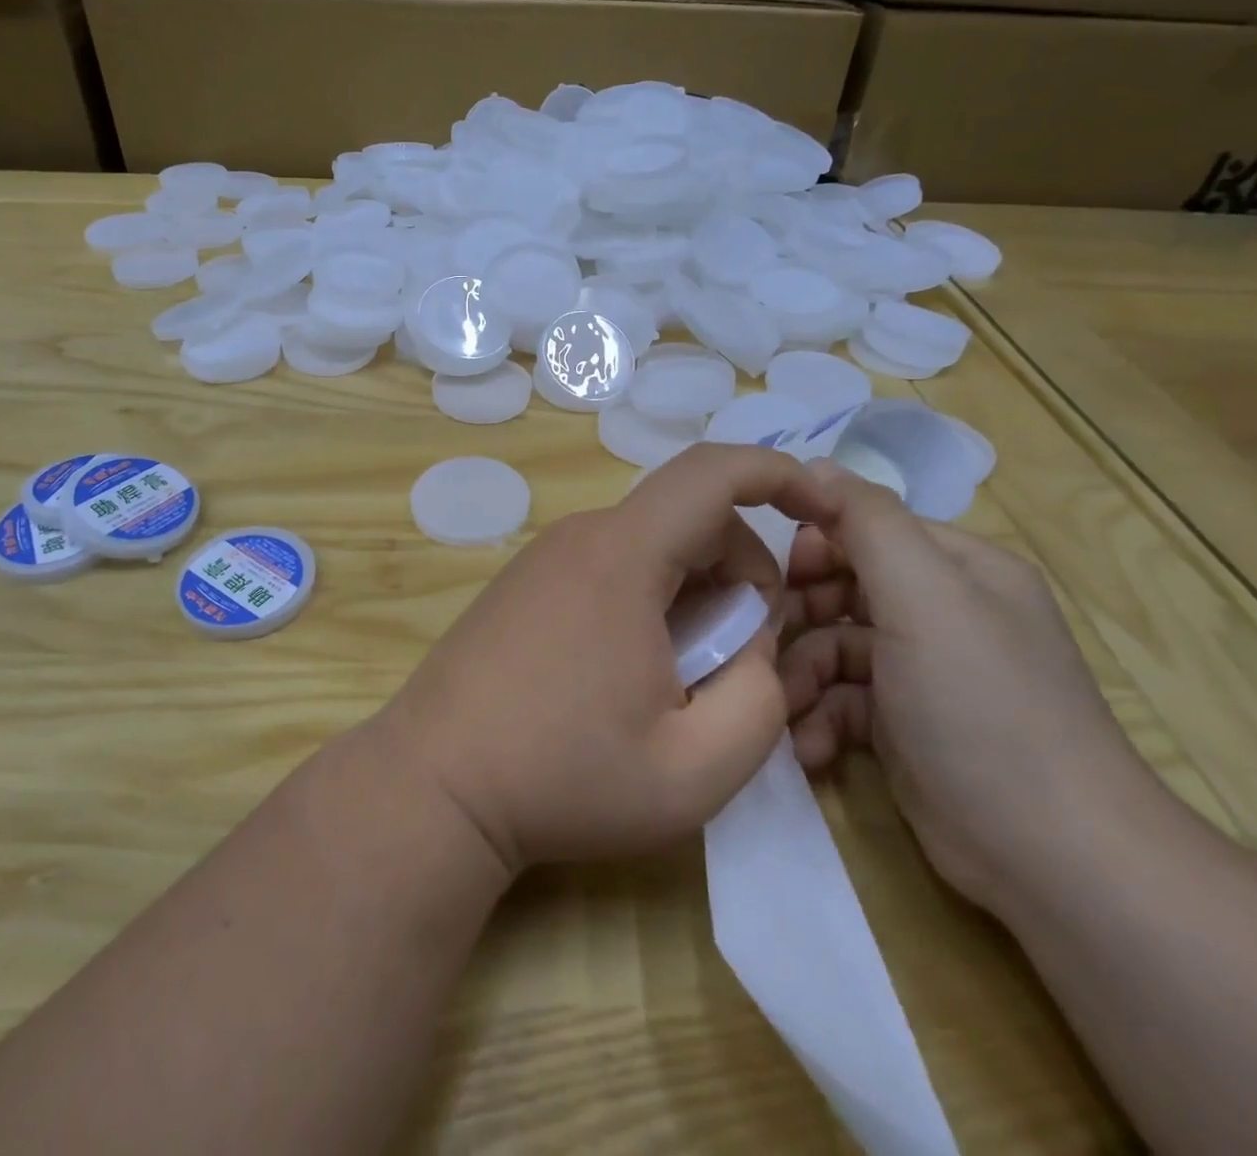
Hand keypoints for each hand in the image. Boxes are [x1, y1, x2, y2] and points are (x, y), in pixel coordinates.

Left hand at [382, 444, 839, 874]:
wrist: (434, 785)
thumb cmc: (563, 778)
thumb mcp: (695, 769)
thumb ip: (760, 702)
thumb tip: (753, 647)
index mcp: (623, 556)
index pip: (712, 472)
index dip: (779, 474)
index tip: (822, 509)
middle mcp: (582, 536)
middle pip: (689, 517)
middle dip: (740, 571)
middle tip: (737, 656)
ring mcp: (545, 556)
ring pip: (651, 544)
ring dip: (694, 591)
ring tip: (681, 676)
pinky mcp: (525, 582)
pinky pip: (611, 565)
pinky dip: (649, 598)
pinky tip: (631, 671)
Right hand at [778, 464, 1158, 917]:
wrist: (1049, 855)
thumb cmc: (980, 705)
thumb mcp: (923, 596)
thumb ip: (867, 522)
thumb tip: (814, 465)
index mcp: (958, 568)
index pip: (867, 528)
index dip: (816, 546)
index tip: (779, 577)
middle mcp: (942, 612)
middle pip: (843, 588)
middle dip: (800, 616)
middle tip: (767, 644)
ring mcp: (923, 673)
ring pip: (834, 647)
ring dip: (802, 676)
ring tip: (786, 710)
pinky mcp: (904, 726)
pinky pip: (843, 700)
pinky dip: (821, 720)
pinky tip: (811, 749)